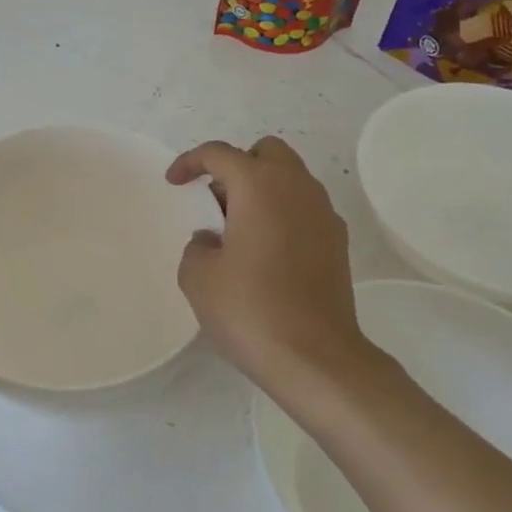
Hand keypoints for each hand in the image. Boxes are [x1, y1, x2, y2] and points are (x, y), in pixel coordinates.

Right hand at [167, 137, 378, 412]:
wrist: (315, 358)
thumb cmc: (250, 309)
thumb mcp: (198, 277)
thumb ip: (198, 246)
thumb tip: (213, 241)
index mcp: (259, 187)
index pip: (220, 153)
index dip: (191, 162)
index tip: (174, 183)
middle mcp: (297, 189)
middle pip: (266, 152)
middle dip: (236, 166)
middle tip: (215, 201)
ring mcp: (324, 215)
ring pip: (290, 179)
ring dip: (261, 190)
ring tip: (237, 230)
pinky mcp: (337, 243)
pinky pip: (304, 209)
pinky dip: (282, 214)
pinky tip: (265, 253)